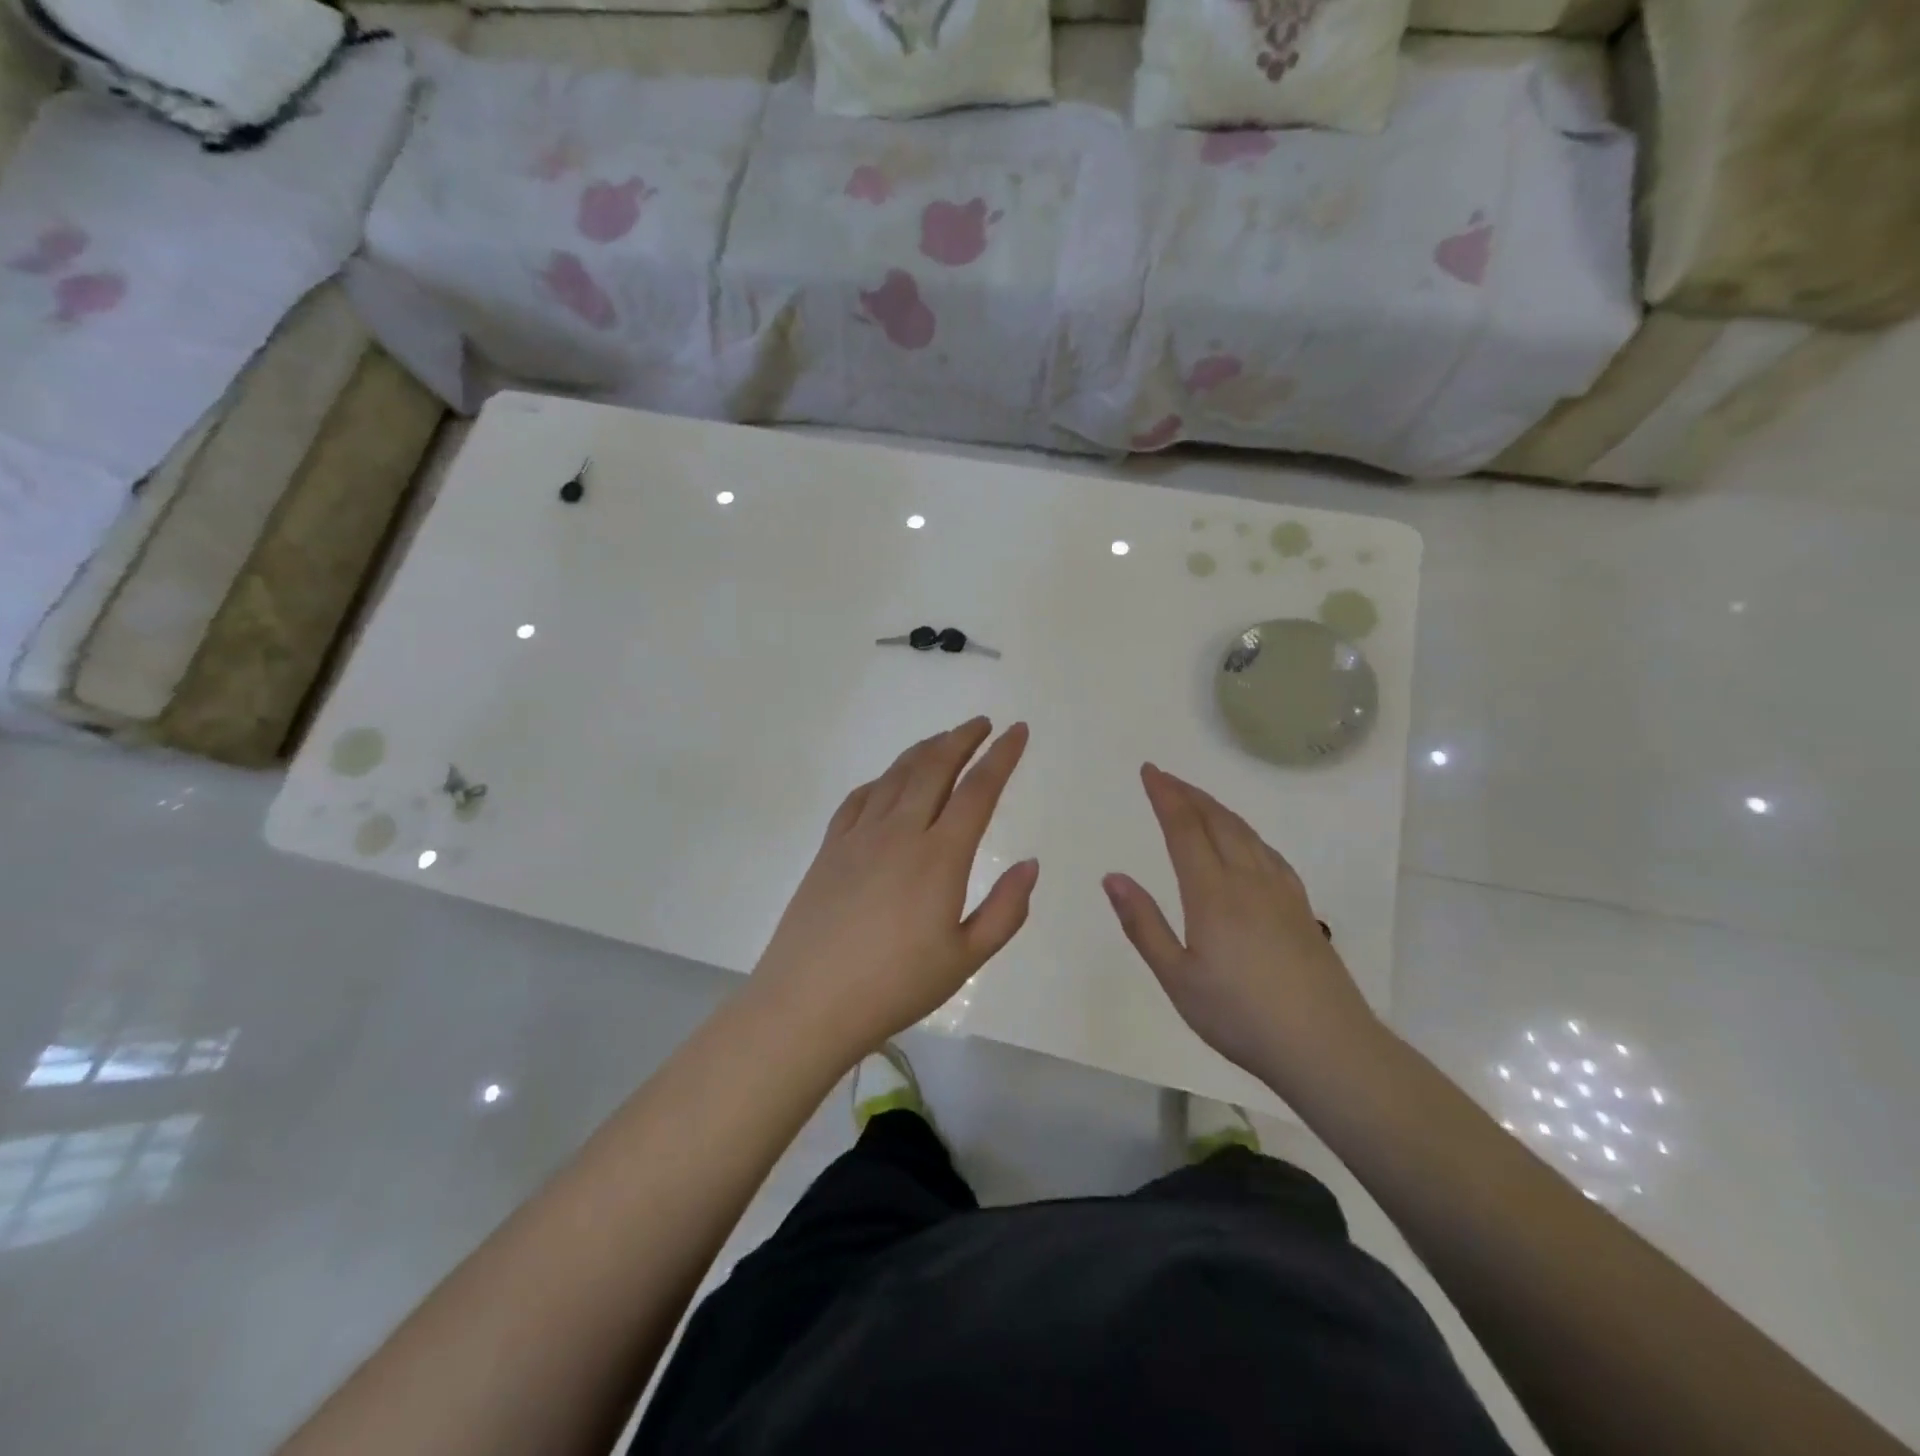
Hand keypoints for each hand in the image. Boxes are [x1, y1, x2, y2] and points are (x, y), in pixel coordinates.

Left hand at [751, 718, 1037, 1063]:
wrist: (808, 1002)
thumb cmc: (895, 986)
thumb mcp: (965, 959)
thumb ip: (1005, 910)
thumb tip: (1030, 864)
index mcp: (940, 856)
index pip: (978, 790)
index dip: (1001, 756)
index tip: (1018, 731)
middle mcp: (900, 832)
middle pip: (934, 767)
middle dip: (962, 738)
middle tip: (982, 723)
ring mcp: (859, 835)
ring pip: (896, 775)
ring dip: (924, 750)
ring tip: (943, 740)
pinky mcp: (830, 848)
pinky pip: (860, 797)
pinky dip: (883, 779)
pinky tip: (889, 782)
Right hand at [1103, 764, 1380, 1096]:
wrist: (1326, 1047)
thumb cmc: (1240, 1017)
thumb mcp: (1177, 978)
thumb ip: (1143, 924)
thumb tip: (1112, 876)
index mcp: (1213, 893)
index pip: (1184, 829)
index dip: (1166, 796)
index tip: (1149, 772)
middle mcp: (1248, 880)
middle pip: (1217, 821)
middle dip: (1189, 794)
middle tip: (1165, 777)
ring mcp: (1280, 892)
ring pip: (1246, 833)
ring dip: (1217, 808)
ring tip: (1197, 800)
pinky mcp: (1301, 909)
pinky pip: (1269, 853)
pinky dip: (1247, 833)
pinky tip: (1246, 842)